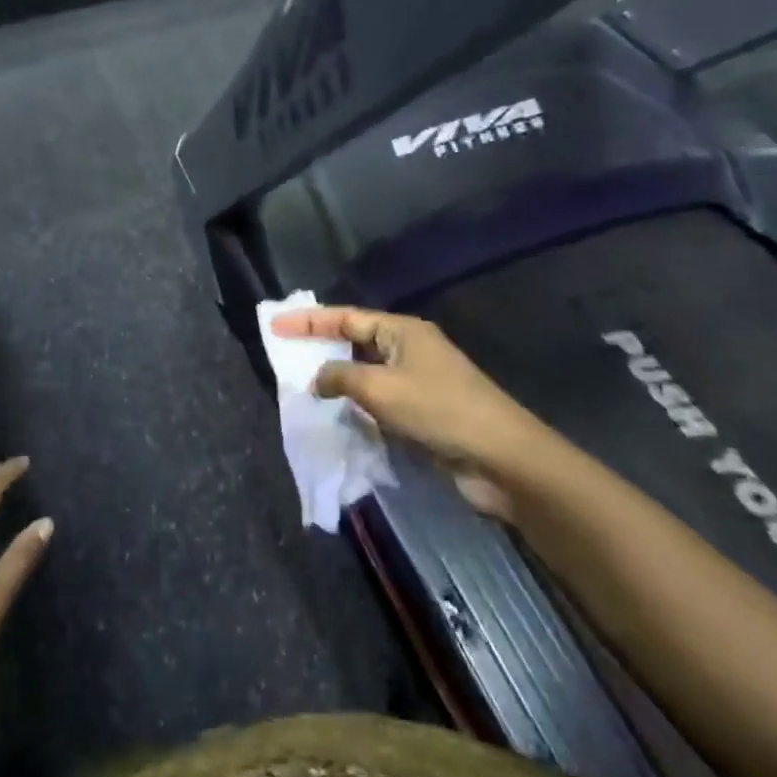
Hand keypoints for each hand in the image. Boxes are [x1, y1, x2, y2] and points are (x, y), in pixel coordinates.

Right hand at [270, 306, 573, 520]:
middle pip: (356, 341)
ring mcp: (418, 381)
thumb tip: (318, 379)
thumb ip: (340, 377)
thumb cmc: (439, 411)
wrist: (501, 459)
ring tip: (303, 386)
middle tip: (285, 354)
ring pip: (367, 372)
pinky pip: (379, 399)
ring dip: (338, 379)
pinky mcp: (423, 411)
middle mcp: (410, 349)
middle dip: (321, 347)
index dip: (308, 320)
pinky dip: (357, 404)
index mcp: (402, 331)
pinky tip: (338, 415)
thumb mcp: (380, 388)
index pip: (346, 317)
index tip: (275, 325)